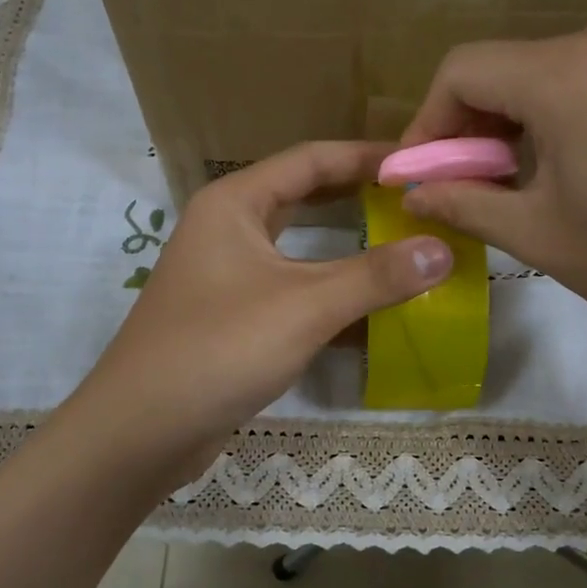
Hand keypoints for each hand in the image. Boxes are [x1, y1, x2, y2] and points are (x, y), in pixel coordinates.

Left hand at [70, 142, 452, 483]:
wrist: (142, 431)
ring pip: (302, 252)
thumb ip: (376, 276)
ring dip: (351, 252)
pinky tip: (375, 314)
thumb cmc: (219, 348)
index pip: (311, 159)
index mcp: (235, 203)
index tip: (420, 163)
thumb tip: (444, 249)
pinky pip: (294, 294)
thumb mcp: (305, 306)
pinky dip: (332, 298)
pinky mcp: (235, 320)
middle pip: (306, 200)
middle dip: (361, 199)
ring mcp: (230, 277)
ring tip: (408, 250)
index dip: (368, 157)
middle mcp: (228, 230)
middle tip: (419, 203)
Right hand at [399, 14, 586, 387]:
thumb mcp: (539, 237)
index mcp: (566, 72)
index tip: (422, 170)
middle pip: (520, 65)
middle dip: (485, 122)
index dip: (429, 120)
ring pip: (575, 69)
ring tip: (550, 175)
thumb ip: (463, 203)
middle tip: (481, 180)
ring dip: (541, 115)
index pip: (464, 69)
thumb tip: (412, 193)